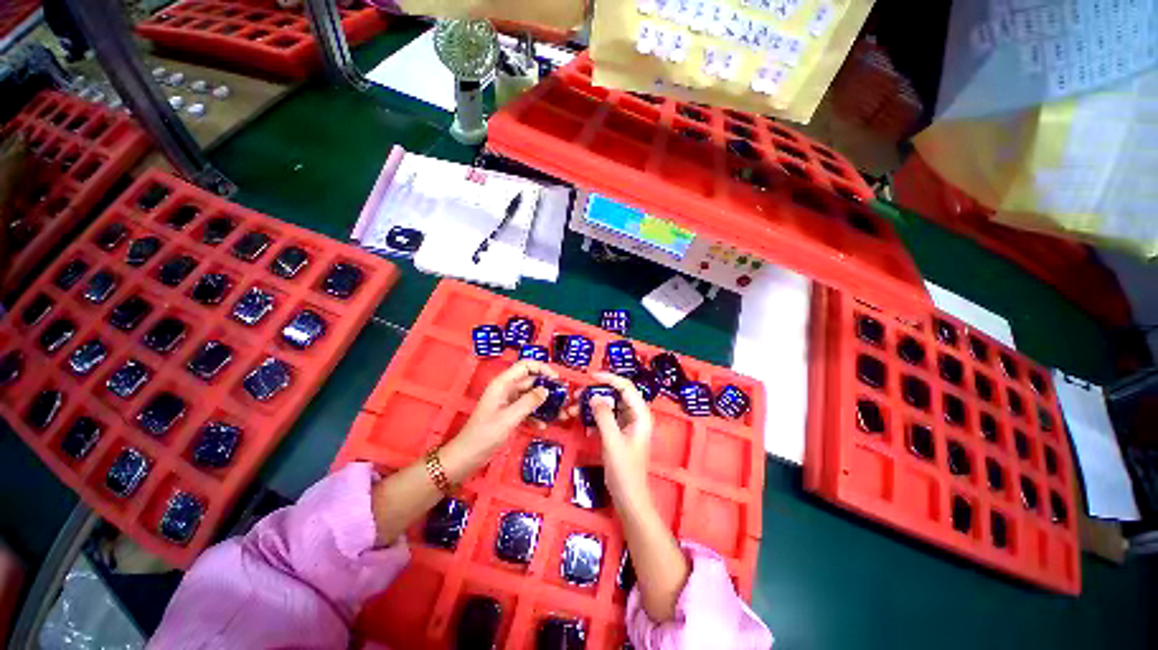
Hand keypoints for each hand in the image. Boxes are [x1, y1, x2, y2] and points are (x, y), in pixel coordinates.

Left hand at [454, 360, 556, 461]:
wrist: (466, 457)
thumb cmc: (485, 435)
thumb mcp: (509, 418)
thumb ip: (529, 402)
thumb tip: (546, 390)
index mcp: (503, 384)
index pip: (525, 366)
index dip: (542, 368)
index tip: (556, 379)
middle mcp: (506, 389)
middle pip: (531, 381)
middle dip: (547, 388)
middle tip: (563, 398)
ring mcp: (508, 402)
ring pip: (531, 396)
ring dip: (544, 404)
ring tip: (559, 413)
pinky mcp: (509, 414)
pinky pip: (526, 409)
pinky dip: (535, 415)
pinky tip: (543, 426)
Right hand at [575, 372, 654, 509]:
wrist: (629, 498)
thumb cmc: (624, 470)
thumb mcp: (612, 441)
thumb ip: (604, 416)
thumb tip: (594, 397)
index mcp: (640, 414)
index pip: (626, 387)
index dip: (609, 378)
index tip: (590, 376)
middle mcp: (636, 416)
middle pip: (616, 395)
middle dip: (596, 394)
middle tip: (577, 396)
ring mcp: (628, 425)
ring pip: (609, 407)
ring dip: (592, 407)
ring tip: (574, 410)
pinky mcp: (620, 434)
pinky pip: (606, 419)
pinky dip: (595, 419)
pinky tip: (585, 427)